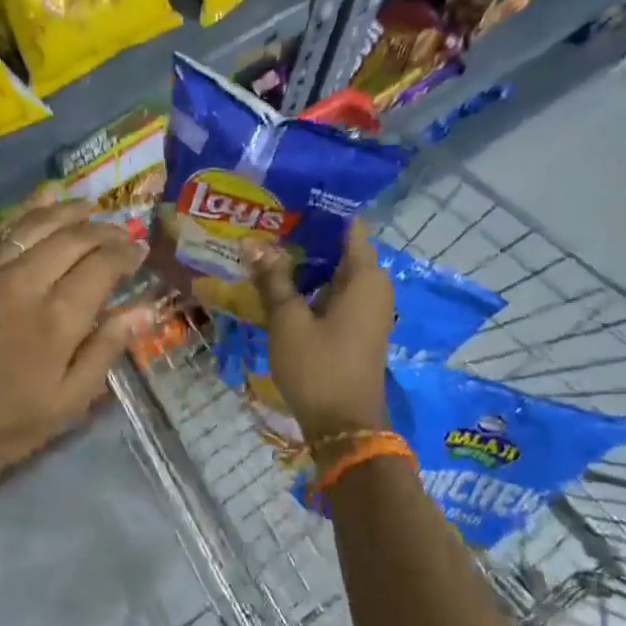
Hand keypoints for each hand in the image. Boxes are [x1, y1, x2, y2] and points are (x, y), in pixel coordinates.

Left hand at [0, 200, 149, 483]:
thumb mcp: (67, 401)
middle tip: (120, 232)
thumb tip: (145, 309)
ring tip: (88, 206)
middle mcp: (24, 280)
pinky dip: (24, 211)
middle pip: (73, 236)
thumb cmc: (4, 420)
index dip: (126, 254)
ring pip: (35, 222)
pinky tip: (40, 201)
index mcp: (56, 317)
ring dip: (67, 210)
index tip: (139, 253)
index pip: (102, 264)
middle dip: (103, 229)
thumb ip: (106, 348)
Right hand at [248, 222, 393, 441]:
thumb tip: (252, 242)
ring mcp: (366, 309)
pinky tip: (276, 283)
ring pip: (333, 273)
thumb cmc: (318, 367)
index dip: (318, 210)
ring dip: (303, 263)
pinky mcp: (355, 328)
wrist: (344, 427)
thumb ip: (273, 278)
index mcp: (365, 277)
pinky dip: (309, 286)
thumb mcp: (288, 320)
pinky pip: (333, 294)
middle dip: (303, 236)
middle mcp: (373, 287)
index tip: (286, 198)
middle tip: (264, 222)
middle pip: (338, 249)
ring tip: (263, 247)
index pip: (348, 226)